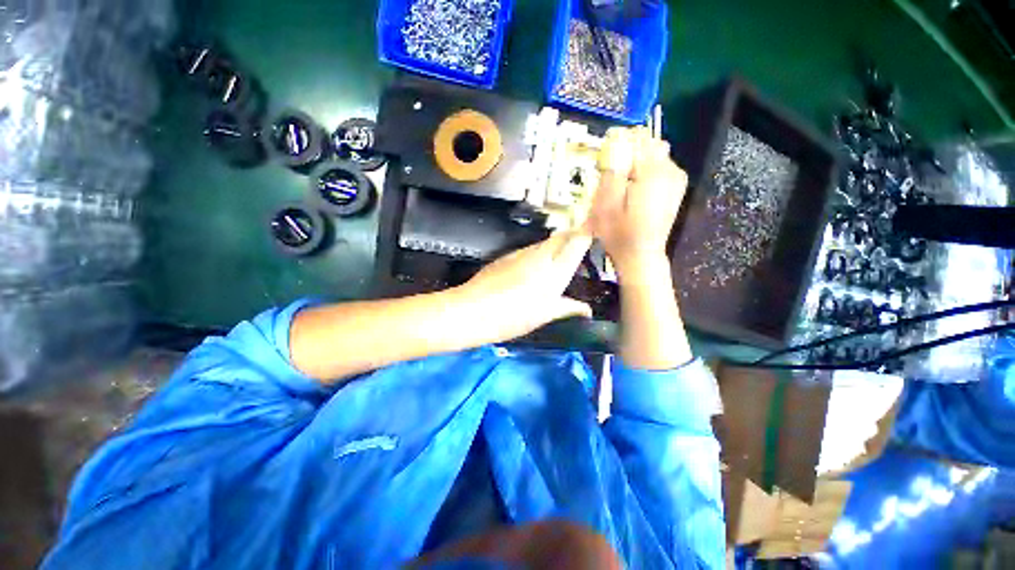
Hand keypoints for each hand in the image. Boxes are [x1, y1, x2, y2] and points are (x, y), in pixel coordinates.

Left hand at [456, 231, 592, 341]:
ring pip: (545, 242)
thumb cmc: (514, 316)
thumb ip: (568, 307)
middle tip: (582, 247)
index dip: (589, 233)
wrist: (473, 310)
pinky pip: (529, 249)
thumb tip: (587, 310)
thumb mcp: (545, 315)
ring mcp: (521, 253)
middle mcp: (541, 255)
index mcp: (556, 269)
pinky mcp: (507, 256)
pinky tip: (534, 269)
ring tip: (560, 260)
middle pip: (561, 236)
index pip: (577, 241)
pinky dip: (538, 253)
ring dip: (555, 245)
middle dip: (573, 236)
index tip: (597, 233)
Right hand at [588, 127, 688, 278]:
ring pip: (655, 154)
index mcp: (653, 172)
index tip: (605, 159)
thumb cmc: (619, 232)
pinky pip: (660, 167)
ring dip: (636, 162)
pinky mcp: (675, 188)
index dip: (618, 143)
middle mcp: (671, 170)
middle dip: (628, 152)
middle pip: (648, 143)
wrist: (640, 254)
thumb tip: (615, 145)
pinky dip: (645, 170)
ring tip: (622, 183)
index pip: (637, 139)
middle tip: (612, 173)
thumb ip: (611, 171)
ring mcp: (676, 179)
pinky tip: (634, 189)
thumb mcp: (605, 203)